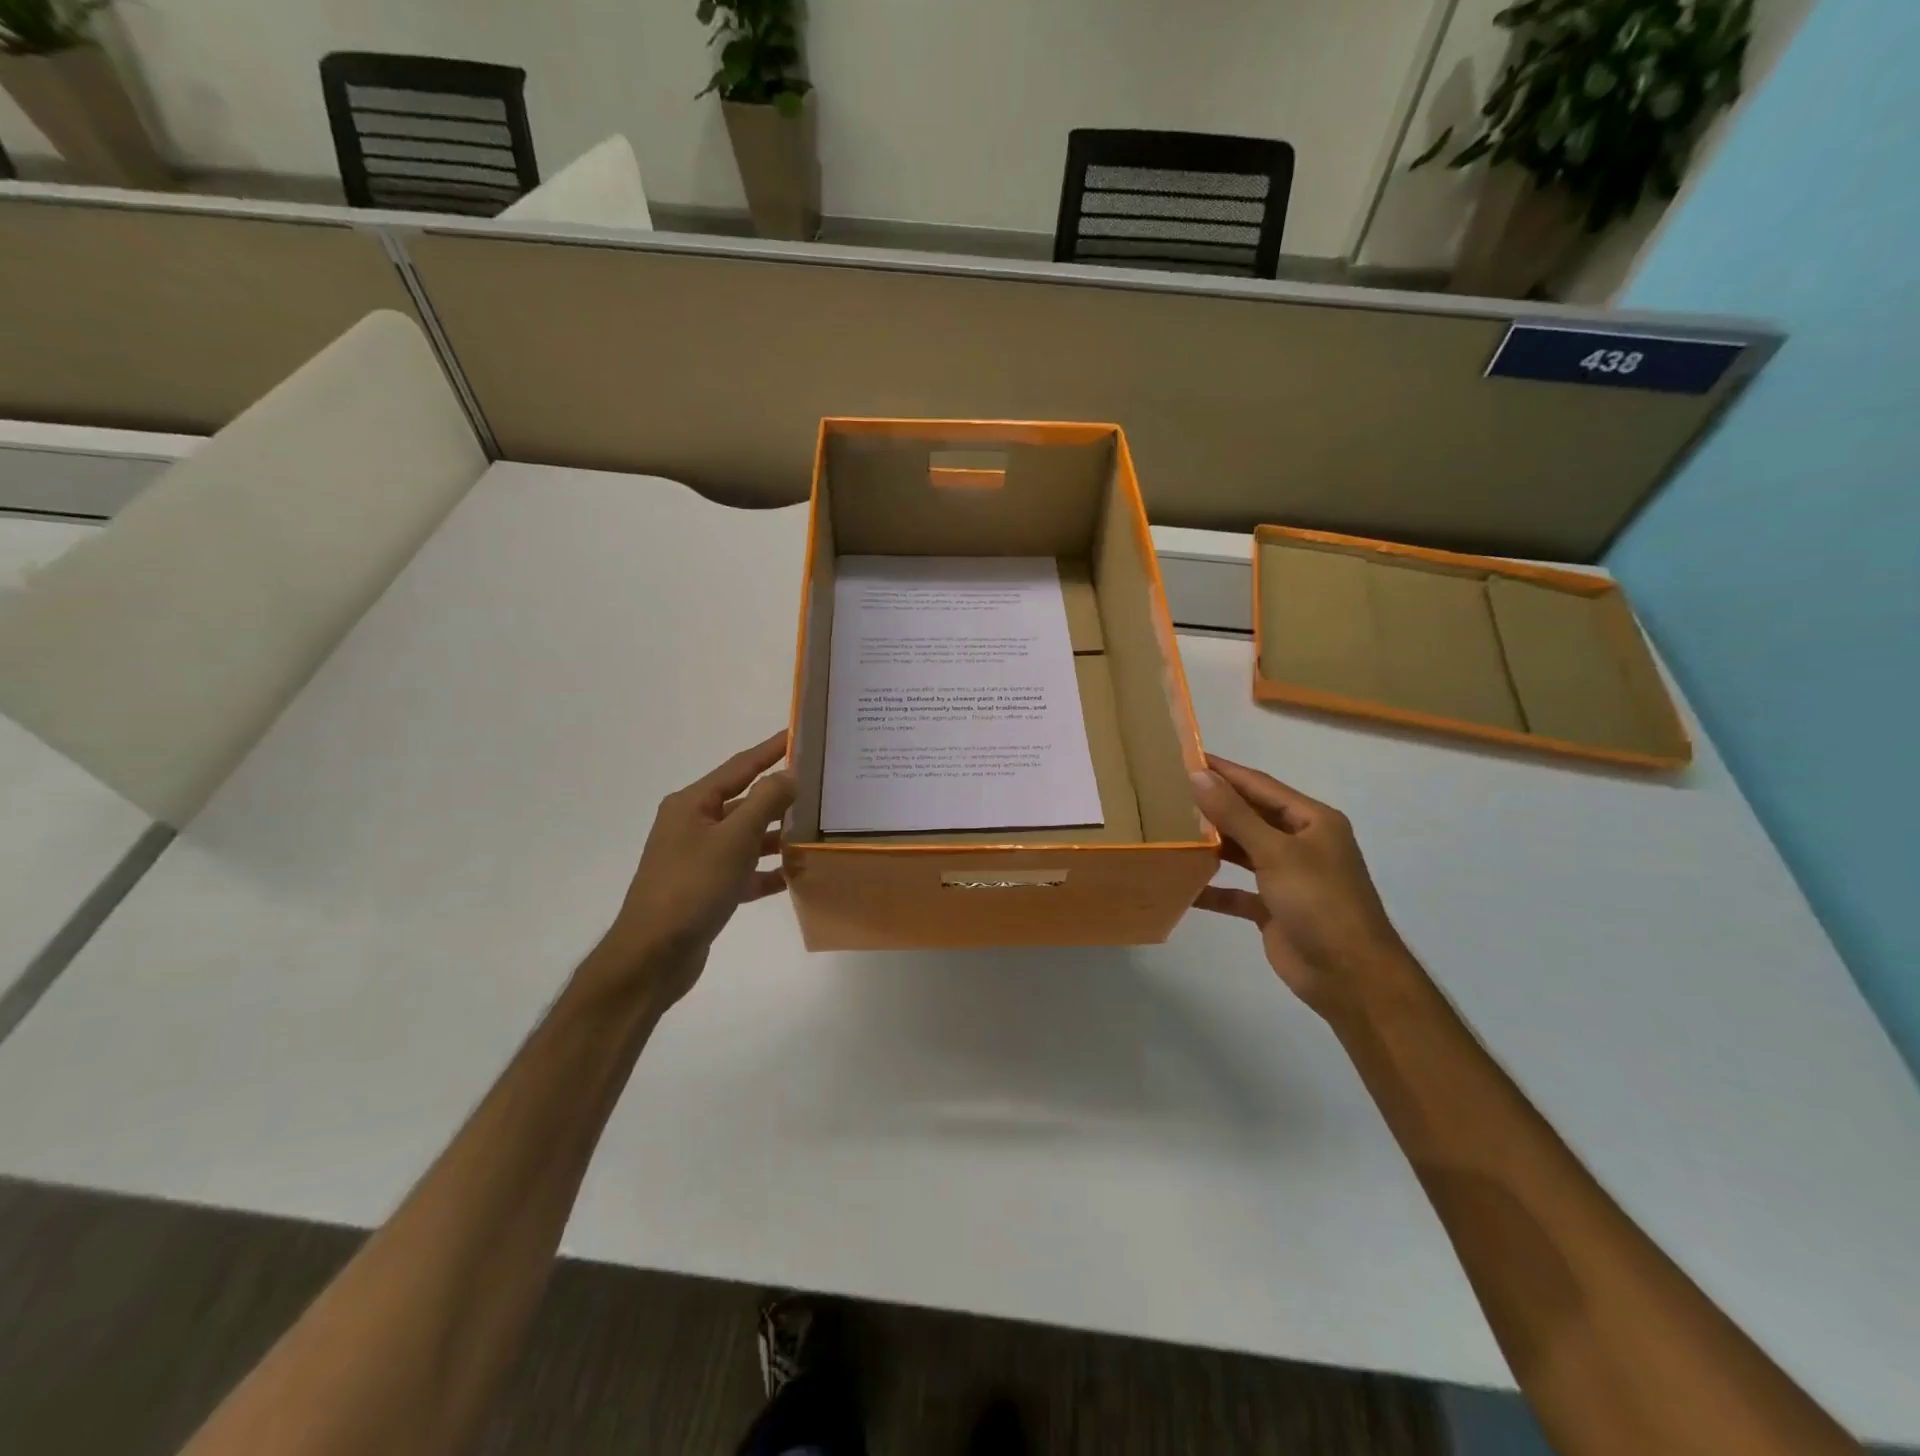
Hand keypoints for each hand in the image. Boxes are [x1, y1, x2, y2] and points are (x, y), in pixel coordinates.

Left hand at [597, 731, 794, 1006]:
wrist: (653, 955)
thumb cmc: (692, 887)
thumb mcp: (734, 839)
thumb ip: (765, 802)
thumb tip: (790, 773)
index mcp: (693, 804)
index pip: (740, 766)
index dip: (771, 749)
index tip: (800, 733)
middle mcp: (693, 825)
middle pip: (745, 801)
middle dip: (781, 795)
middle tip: (821, 785)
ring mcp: (699, 858)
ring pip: (747, 837)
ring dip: (778, 835)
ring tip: (817, 830)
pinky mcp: (707, 889)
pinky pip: (744, 871)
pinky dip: (767, 870)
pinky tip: (796, 875)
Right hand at [1190, 754, 1411, 1015]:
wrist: (1350, 976)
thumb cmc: (1319, 902)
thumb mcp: (1276, 852)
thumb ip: (1234, 814)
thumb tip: (1198, 775)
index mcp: (1312, 821)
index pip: (1260, 786)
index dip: (1224, 772)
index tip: (1185, 757)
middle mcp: (1301, 843)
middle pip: (1250, 816)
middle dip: (1214, 806)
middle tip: (1168, 792)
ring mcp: (1287, 877)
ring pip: (1242, 851)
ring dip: (1211, 844)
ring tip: (1169, 830)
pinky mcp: (1273, 908)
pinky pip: (1237, 891)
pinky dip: (1213, 888)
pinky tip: (1182, 883)